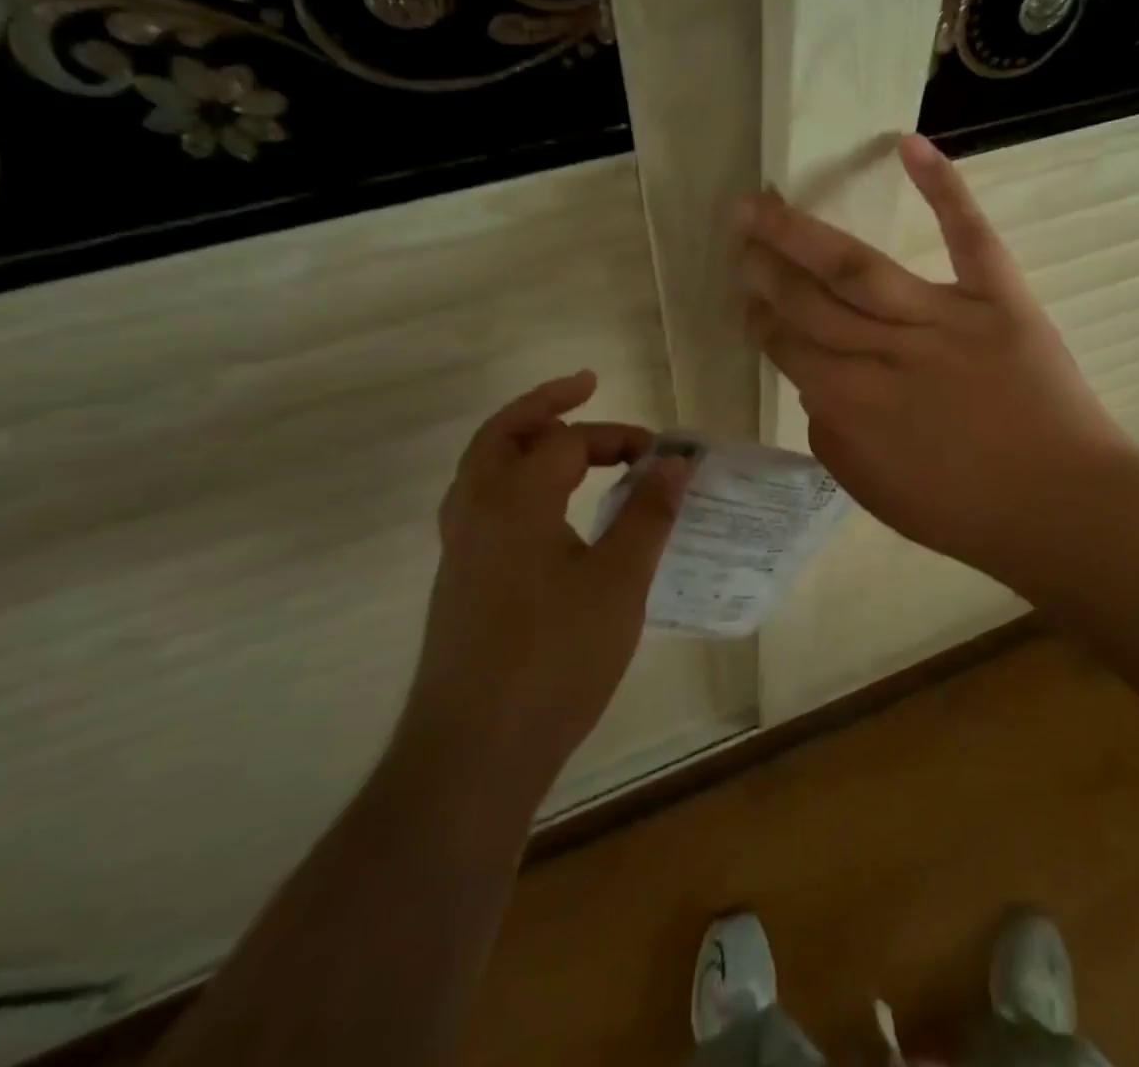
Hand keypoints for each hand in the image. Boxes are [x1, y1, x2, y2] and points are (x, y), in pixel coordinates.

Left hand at [400, 372, 689, 781]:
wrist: (474, 753)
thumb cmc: (555, 659)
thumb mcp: (619, 582)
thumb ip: (648, 514)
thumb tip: (678, 461)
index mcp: (514, 503)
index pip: (566, 442)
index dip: (618, 437)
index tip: (662, 454)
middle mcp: (476, 514)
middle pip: (501, 434)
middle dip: (544, 404)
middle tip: (585, 386)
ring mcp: (460, 551)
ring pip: (482, 470)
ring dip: (521, 441)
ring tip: (563, 438)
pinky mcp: (460, 584)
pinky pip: (482, 506)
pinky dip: (514, 482)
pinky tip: (546, 510)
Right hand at [741, 135, 1138, 584]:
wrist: (1062, 506)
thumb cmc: (966, 512)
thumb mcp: (874, 492)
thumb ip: (832, 438)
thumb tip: (817, 389)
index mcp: (851, 405)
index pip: (789, 347)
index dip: (761, 318)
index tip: (746, 296)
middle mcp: (885, 353)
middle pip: (810, 301)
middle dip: (767, 267)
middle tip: (740, 232)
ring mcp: (943, 319)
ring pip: (858, 268)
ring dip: (804, 232)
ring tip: (766, 201)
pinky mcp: (1000, 300)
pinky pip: (968, 236)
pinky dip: (944, 187)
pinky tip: (908, 146)